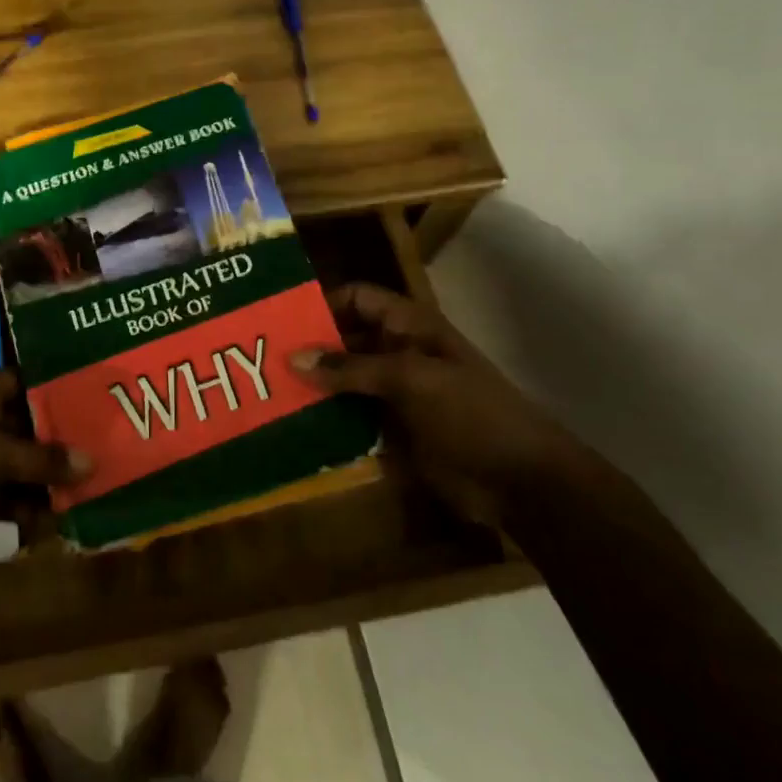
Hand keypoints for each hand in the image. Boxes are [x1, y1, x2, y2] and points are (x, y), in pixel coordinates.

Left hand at [0, 370, 89, 578]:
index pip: (25, 379)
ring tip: (90, 493)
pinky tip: (54, 525)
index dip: (60, 386)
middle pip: (29, 424)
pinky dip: (27, 509)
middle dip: (63, 440)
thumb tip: (91, 461)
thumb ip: (41, 459)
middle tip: (108, 449)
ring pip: (21, 464)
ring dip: (49, 480)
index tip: (100, 395)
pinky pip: (7, 497)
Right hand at [290, 283, 573, 524]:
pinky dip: (326, 418)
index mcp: (409, 327)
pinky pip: (350, 416)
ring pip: (343, 380)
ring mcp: (394, 393)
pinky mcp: (391, 429)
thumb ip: (351, 368)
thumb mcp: (411, 380)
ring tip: (267, 392)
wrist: (521, 482)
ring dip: (313, 385)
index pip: (357, 299)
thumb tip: (293, 357)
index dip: (322, 302)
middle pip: (344, 339)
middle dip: (308, 347)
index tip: (280, 319)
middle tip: (260, 359)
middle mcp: (397, 352)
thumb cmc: (472, 414)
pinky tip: (293, 425)